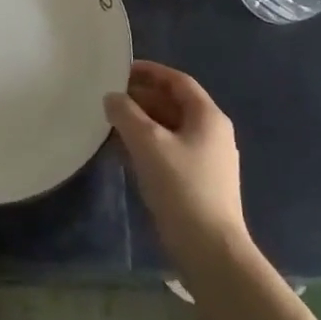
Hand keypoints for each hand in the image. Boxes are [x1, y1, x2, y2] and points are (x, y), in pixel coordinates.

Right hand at [107, 60, 247, 272]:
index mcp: (207, 117)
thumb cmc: (181, 186)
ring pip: (168, 130)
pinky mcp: (197, 183)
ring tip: (109, 125)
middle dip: (140, 99)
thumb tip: (112, 97)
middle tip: (109, 99)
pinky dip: (146, 147)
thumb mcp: (148, 143)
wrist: (210, 249)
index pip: (178, 81)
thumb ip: (126, 114)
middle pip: (173, 104)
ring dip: (140, 124)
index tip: (120, 70)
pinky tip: (121, 154)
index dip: (150, 72)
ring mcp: (206, 160)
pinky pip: (168, 152)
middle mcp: (211, 133)